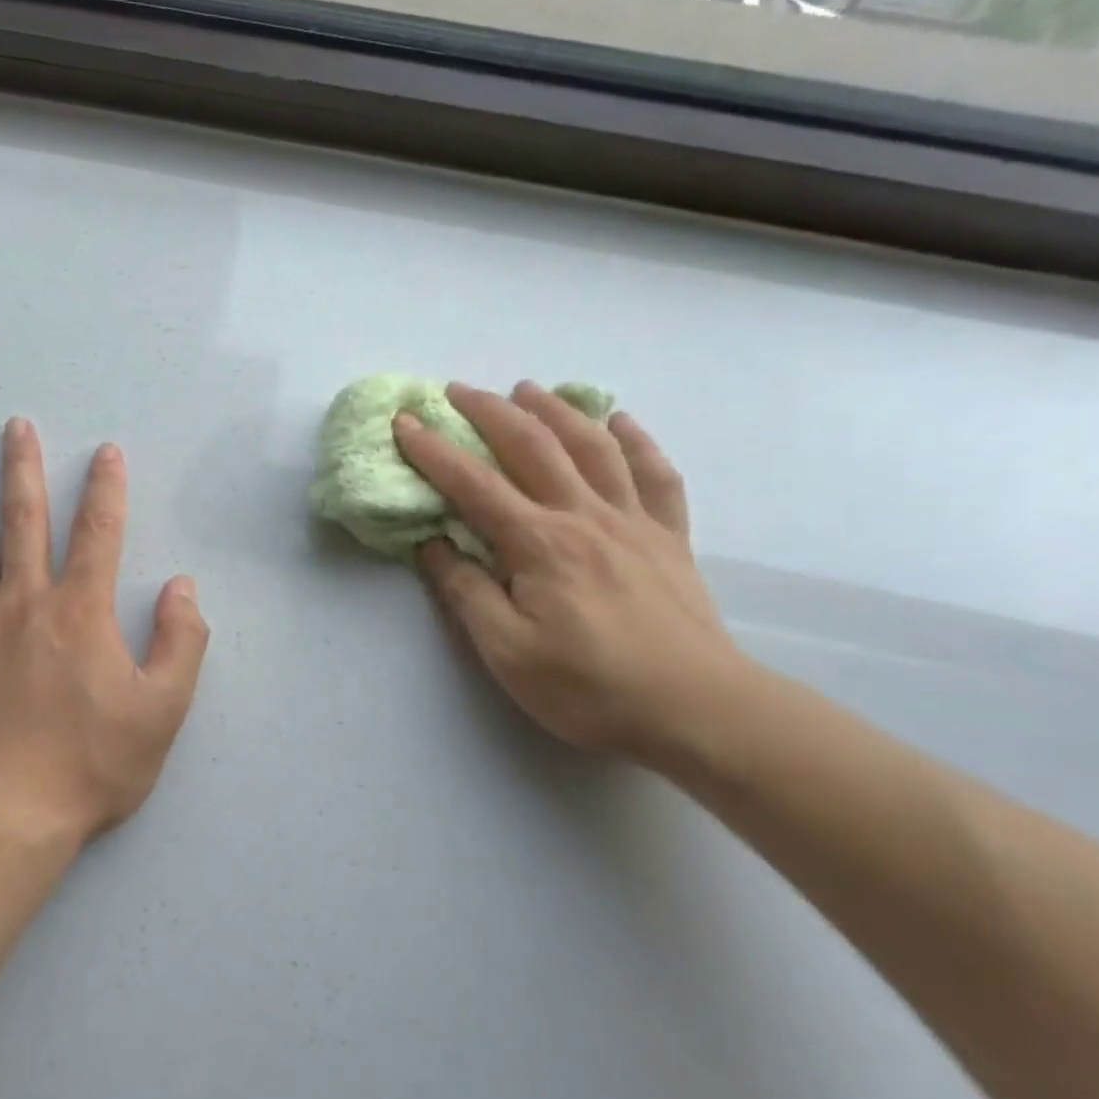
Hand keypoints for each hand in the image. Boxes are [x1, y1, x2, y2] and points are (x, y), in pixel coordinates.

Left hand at [0, 420, 208, 841]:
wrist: (8, 816)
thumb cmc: (93, 765)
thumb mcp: (163, 709)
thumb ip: (180, 642)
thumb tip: (181, 586)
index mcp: (81, 613)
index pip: (98, 533)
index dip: (105, 489)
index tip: (105, 452)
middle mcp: (25, 604)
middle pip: (25, 522)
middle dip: (24, 469)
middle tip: (16, 425)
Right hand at [394, 382, 743, 762]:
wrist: (694, 709)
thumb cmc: (588, 687)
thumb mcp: (507, 652)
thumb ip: (466, 593)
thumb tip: (432, 545)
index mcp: (539, 543)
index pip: (473, 485)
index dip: (433, 451)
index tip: (404, 423)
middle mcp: (584, 515)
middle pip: (533, 446)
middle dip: (489, 412)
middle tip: (458, 391)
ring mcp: (633, 521)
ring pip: (592, 446)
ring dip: (556, 409)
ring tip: (528, 389)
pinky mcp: (669, 537)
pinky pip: (656, 473)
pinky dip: (636, 440)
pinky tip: (620, 420)